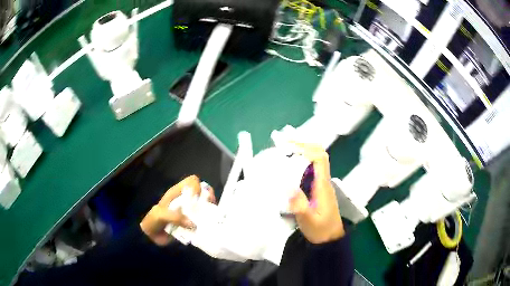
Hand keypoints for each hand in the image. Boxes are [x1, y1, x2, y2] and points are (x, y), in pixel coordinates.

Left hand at [140, 175, 215, 245]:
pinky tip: (208, 227)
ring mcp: (190, 212)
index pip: (192, 181)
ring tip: (211, 219)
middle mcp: (186, 201)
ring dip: (210, 211)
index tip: (199, 197)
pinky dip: (207, 223)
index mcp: (177, 193)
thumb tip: (193, 223)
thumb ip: (174, 217)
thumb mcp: (161, 215)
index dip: (197, 186)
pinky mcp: (193, 223)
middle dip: (208, 198)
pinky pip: (203, 221)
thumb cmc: (154, 220)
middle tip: (210, 208)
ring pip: (205, 206)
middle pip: (203, 192)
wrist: (152, 235)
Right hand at [288, 143, 344, 243]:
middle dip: (301, 144)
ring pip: (312, 161)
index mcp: (323, 185)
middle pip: (317, 154)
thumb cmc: (321, 230)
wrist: (330, 240)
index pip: (319, 158)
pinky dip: (298, 162)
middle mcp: (322, 181)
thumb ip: (300, 206)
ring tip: (282, 147)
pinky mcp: (315, 190)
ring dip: (299, 151)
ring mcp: (319, 185)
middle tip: (281, 139)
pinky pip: (308, 170)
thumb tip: (288, 187)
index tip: (288, 144)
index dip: (306, 147)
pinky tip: (287, 165)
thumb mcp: (309, 221)